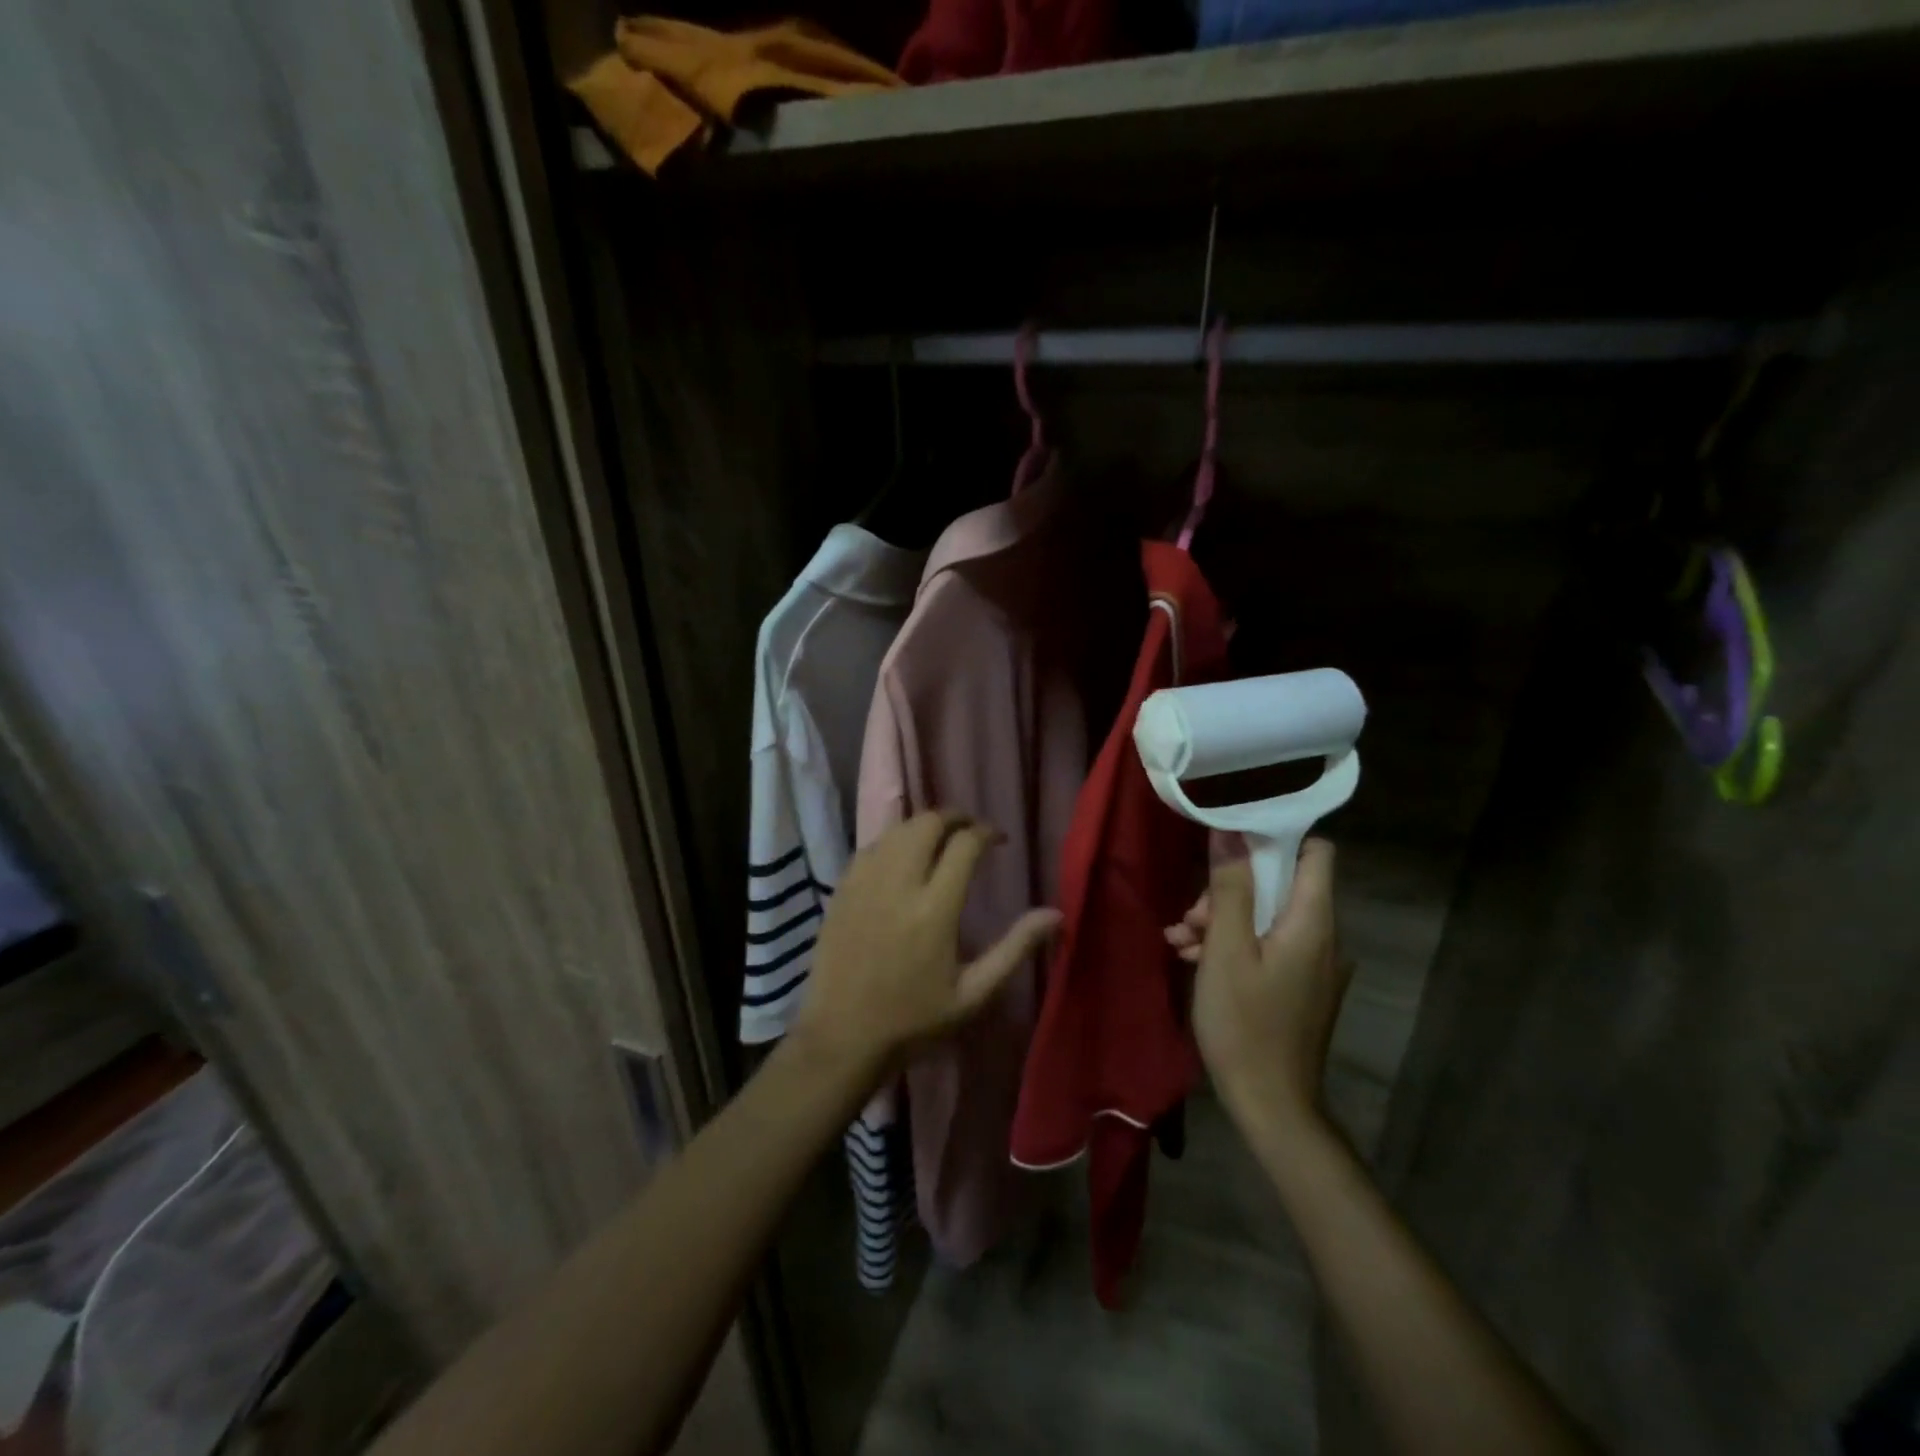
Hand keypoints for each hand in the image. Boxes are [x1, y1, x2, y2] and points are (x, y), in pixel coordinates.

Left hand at [793, 810, 1061, 1084]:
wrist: (841, 1038)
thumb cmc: (913, 1021)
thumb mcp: (974, 995)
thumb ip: (1015, 948)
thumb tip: (1056, 914)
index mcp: (935, 909)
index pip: (965, 844)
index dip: (987, 832)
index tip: (999, 840)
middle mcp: (899, 883)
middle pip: (928, 822)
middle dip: (955, 817)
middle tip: (970, 831)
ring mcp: (865, 883)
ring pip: (897, 828)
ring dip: (923, 825)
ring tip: (940, 840)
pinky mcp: (842, 889)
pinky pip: (871, 846)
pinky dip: (893, 841)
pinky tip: (902, 857)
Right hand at [1174, 839, 1346, 1131]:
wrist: (1271, 1105)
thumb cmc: (1246, 1023)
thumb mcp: (1227, 950)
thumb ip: (1231, 888)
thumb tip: (1229, 831)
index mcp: (1313, 921)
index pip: (1317, 852)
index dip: (1276, 838)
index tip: (1230, 844)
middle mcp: (1322, 936)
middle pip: (1281, 885)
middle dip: (1231, 889)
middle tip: (1192, 915)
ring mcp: (1312, 963)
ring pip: (1267, 916)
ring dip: (1222, 919)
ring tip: (1180, 940)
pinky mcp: (1298, 985)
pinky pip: (1267, 945)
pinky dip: (1233, 944)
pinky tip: (1193, 958)